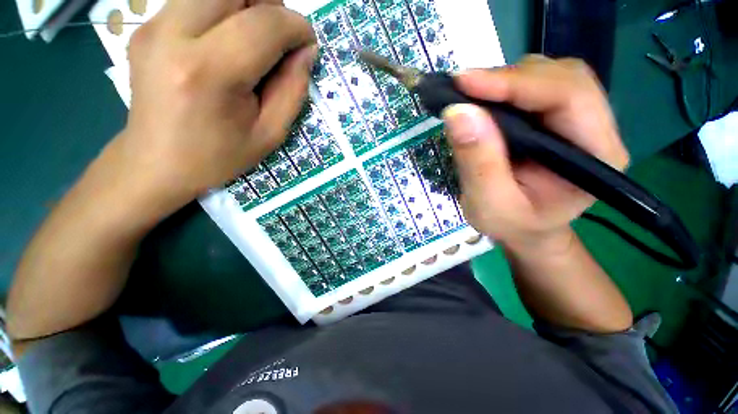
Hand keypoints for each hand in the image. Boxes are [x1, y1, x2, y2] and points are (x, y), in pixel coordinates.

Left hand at [107, 0, 316, 212]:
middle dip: (269, 6)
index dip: (296, 26)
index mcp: (208, 72)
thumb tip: (306, 50)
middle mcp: (173, 35)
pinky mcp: (146, 25)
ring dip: (246, 6)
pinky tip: (226, 43)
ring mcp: (153, 25)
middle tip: (279, 40)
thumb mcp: (270, 134)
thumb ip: (293, 90)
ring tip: (255, 42)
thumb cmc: (219, 156)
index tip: (308, 44)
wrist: (157, 162)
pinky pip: (196, 0)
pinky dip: (223, 12)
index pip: (264, 24)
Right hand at [443, 55, 628, 250]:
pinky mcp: (555, 119)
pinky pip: (533, 88)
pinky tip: (483, 102)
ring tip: (471, 97)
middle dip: (509, 79)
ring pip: (548, 76)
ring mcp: (576, 120)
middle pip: (562, 77)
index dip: (515, 83)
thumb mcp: (489, 204)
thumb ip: (478, 162)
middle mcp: (596, 129)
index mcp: (596, 156)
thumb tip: (458, 112)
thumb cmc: (511, 224)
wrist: (524, 228)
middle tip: (463, 88)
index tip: (464, 82)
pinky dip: (503, 88)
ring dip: (505, 81)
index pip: (568, 96)